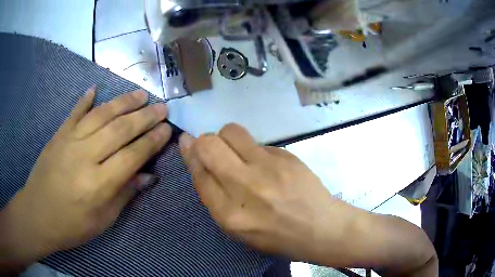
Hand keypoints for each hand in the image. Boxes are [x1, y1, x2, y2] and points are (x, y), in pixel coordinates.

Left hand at [1, 87, 171, 266]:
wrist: (37, 215)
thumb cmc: (72, 226)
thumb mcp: (102, 220)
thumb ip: (124, 195)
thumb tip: (147, 176)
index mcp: (98, 184)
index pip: (132, 156)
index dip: (152, 141)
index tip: (167, 129)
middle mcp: (85, 156)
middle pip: (119, 130)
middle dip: (145, 117)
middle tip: (162, 108)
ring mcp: (69, 141)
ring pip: (101, 115)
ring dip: (123, 103)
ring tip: (141, 94)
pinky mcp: (58, 135)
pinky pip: (74, 112)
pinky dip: (85, 99)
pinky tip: (96, 89)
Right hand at [178, 123, 346, 260]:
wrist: (320, 228)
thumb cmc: (276, 235)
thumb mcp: (237, 228)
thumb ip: (215, 196)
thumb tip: (199, 162)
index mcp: (228, 214)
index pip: (198, 173)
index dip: (190, 154)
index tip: (187, 142)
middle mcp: (244, 187)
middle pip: (209, 145)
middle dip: (204, 141)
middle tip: (212, 148)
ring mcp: (268, 168)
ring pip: (232, 132)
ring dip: (227, 137)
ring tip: (238, 151)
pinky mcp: (286, 156)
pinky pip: (258, 142)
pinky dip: (254, 150)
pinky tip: (267, 165)